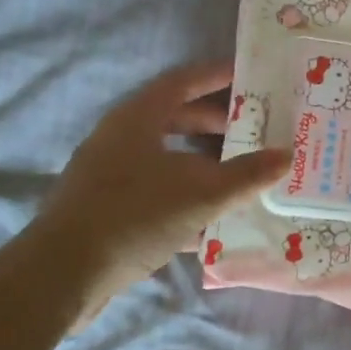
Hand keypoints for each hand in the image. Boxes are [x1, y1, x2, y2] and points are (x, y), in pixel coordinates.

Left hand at [34, 62, 286, 326]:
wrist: (63, 274)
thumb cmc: (135, 216)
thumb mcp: (203, 194)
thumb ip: (248, 175)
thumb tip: (286, 155)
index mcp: (137, 118)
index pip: (183, 82)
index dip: (218, 75)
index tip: (251, 74)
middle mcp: (120, 139)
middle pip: (175, 118)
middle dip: (216, 123)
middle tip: (255, 128)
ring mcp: (110, 174)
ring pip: (168, 157)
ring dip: (204, 162)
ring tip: (242, 172)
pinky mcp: (108, 208)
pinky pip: (158, 189)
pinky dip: (187, 195)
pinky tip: (214, 218)